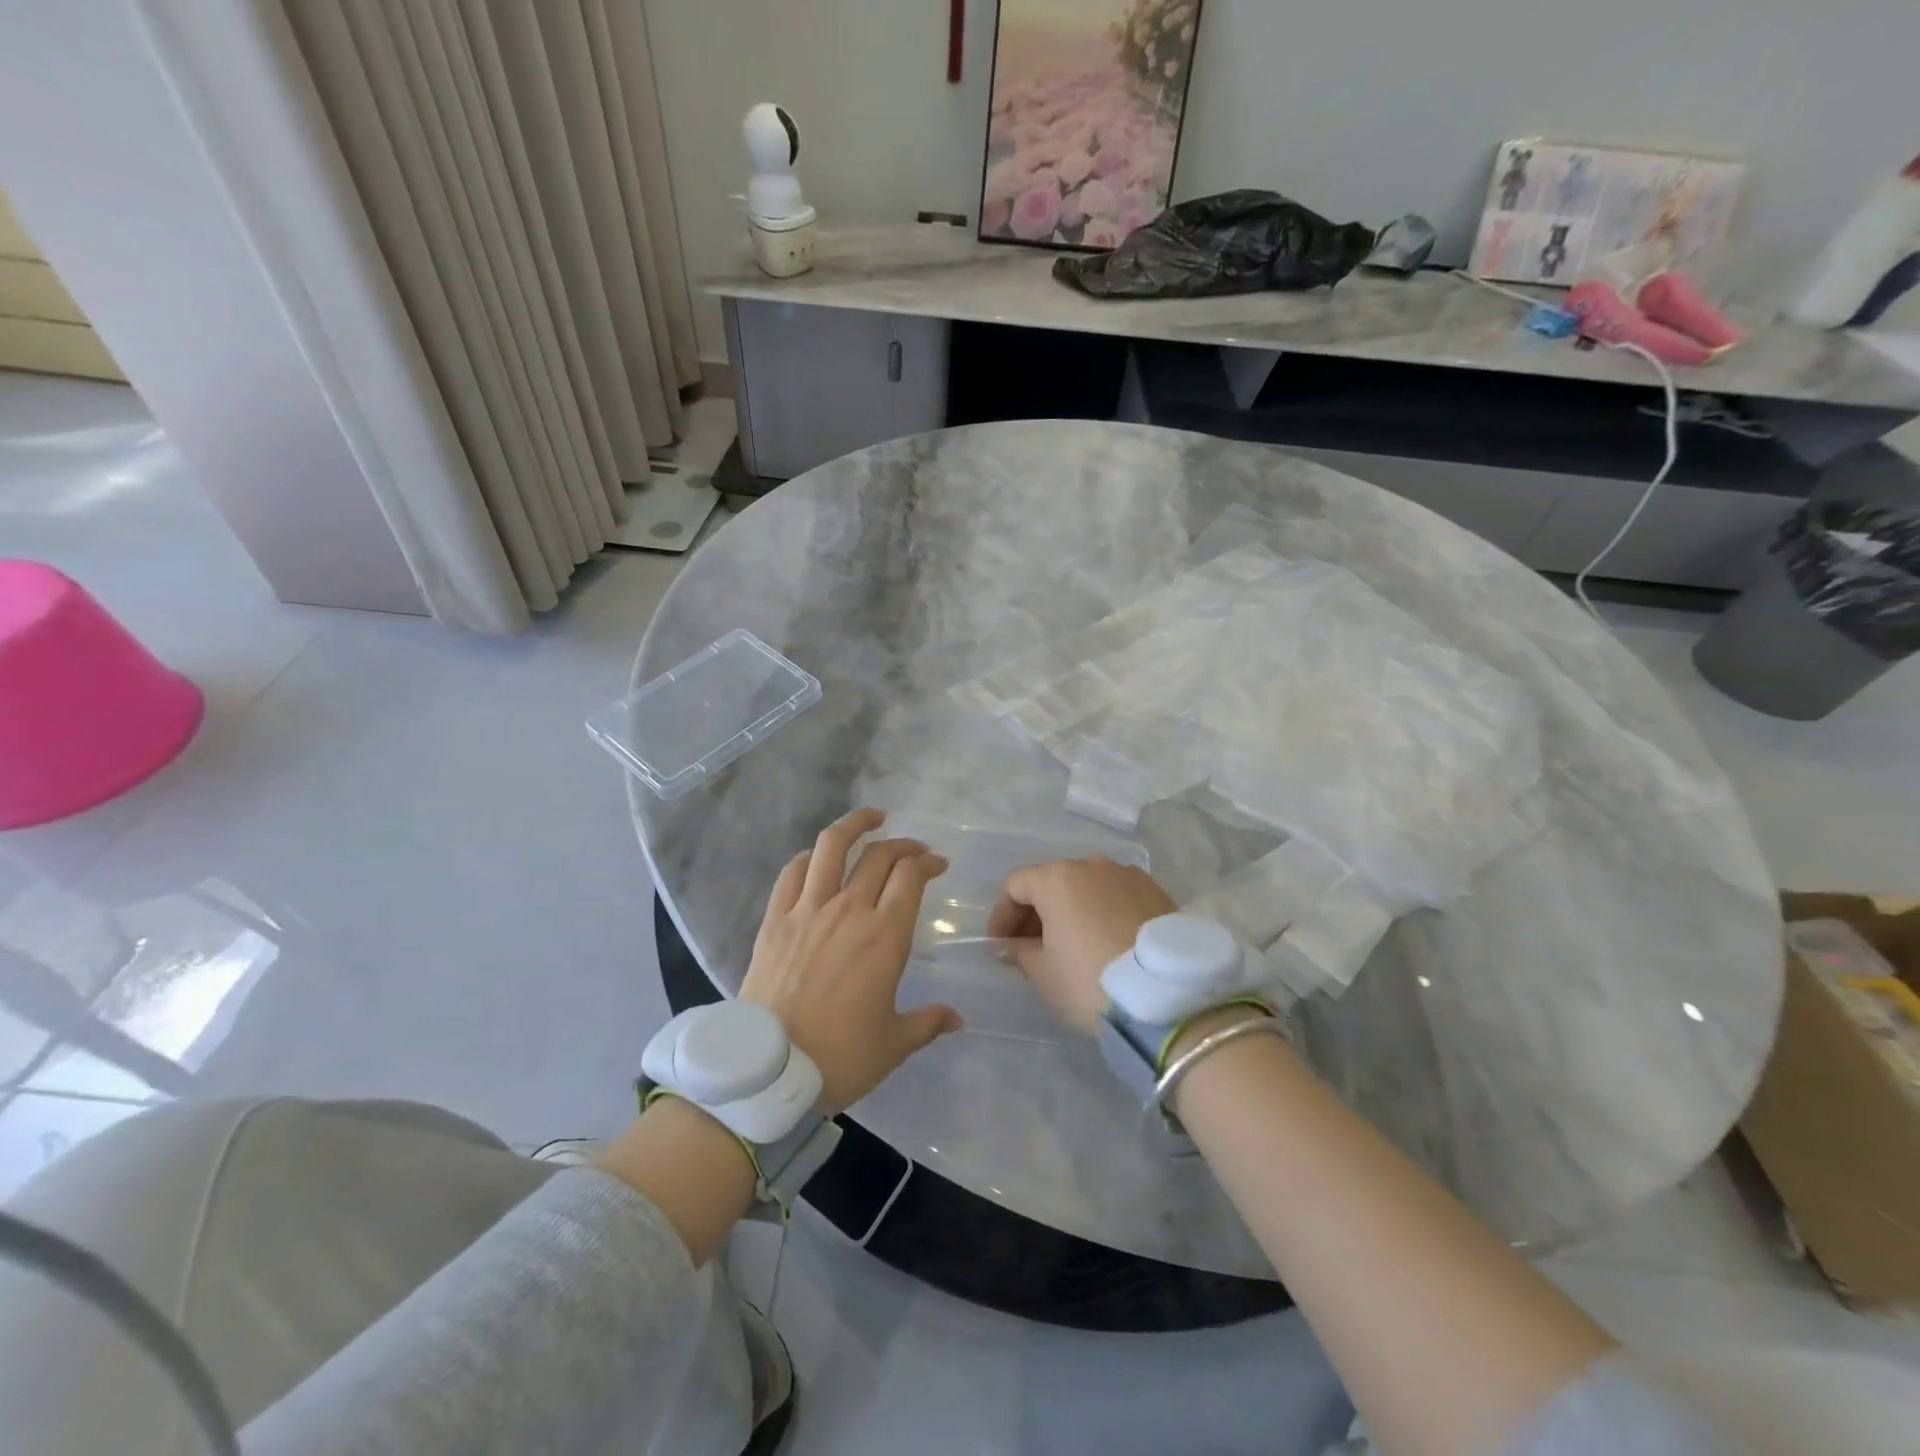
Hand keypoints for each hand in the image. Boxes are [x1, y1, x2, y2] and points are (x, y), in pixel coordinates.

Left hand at [740, 808, 960, 1113]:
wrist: (769, 1072)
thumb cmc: (840, 1057)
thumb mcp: (893, 1044)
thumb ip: (928, 1022)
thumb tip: (957, 1019)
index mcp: (884, 936)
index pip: (910, 876)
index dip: (927, 862)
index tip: (937, 864)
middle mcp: (849, 911)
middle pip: (879, 855)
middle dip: (903, 844)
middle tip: (913, 850)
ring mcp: (808, 910)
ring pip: (832, 847)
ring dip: (855, 824)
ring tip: (871, 817)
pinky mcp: (775, 919)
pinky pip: (792, 872)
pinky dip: (810, 857)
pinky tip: (818, 857)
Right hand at [987, 856, 1176, 1031]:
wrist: (1168, 997)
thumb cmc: (1090, 981)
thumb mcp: (1043, 973)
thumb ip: (1019, 952)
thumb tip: (1007, 945)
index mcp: (1058, 878)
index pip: (1015, 885)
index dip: (1002, 915)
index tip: (1000, 946)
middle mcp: (1092, 865)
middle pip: (1052, 881)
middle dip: (1036, 912)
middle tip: (1031, 948)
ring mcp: (1128, 875)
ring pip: (1087, 887)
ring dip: (1071, 911)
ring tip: (1072, 946)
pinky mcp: (1157, 892)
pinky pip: (1116, 896)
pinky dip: (1102, 913)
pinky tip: (1106, 943)